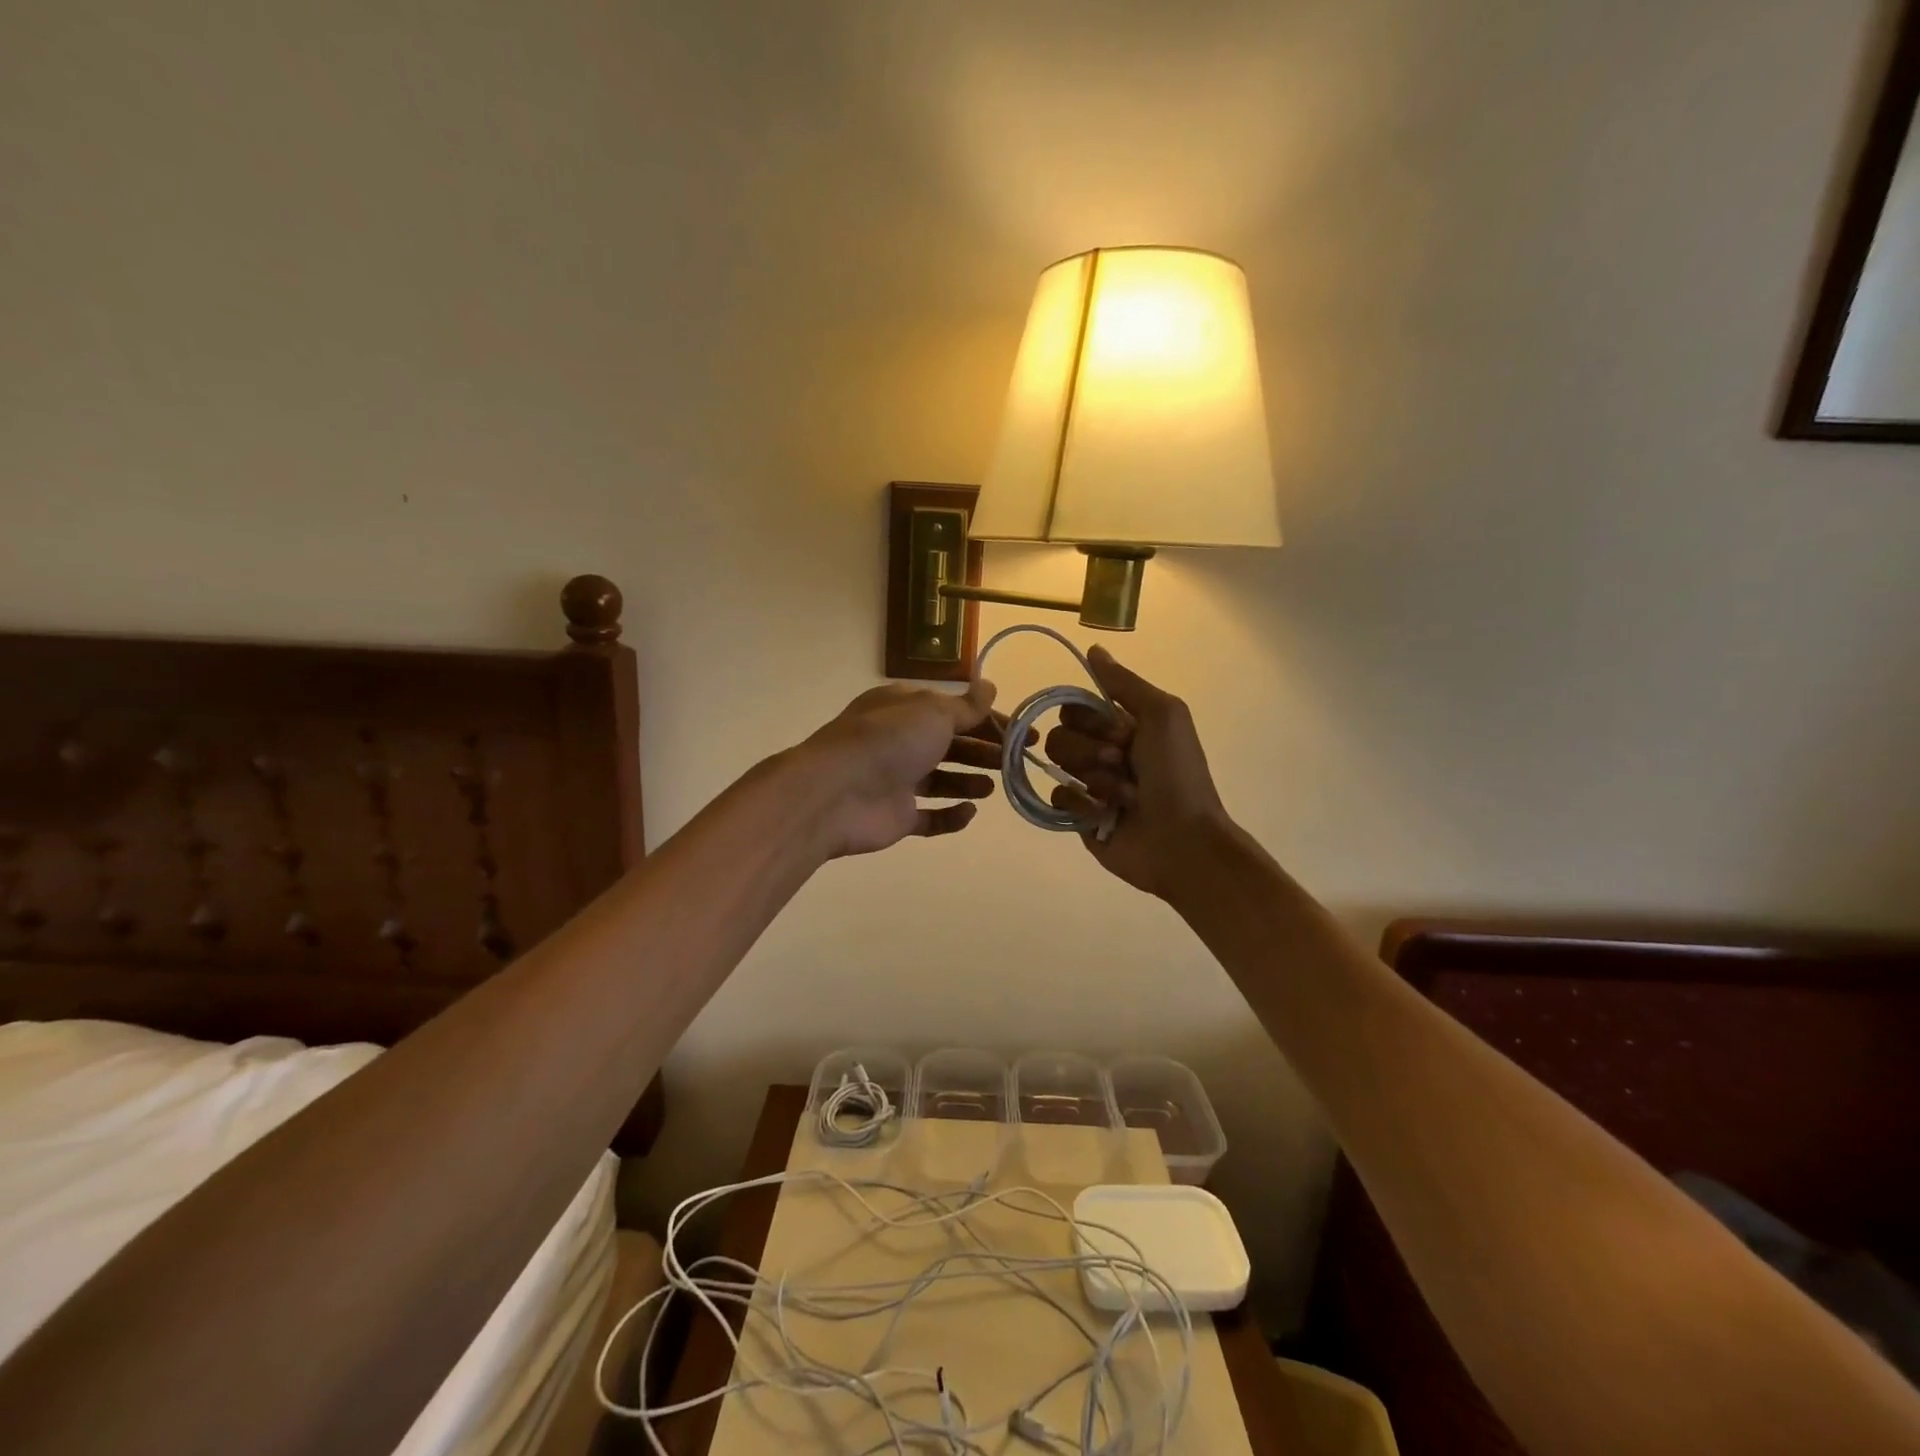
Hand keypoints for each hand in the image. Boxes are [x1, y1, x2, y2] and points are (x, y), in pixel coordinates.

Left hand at [800, 678, 1005, 857]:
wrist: (836, 793)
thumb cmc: (889, 741)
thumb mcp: (933, 712)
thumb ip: (966, 706)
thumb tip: (990, 686)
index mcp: (905, 708)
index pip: (955, 710)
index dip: (990, 720)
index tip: (1024, 733)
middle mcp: (899, 740)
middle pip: (950, 743)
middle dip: (984, 750)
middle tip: (1016, 760)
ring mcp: (896, 780)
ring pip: (941, 779)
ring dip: (969, 780)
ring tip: (994, 786)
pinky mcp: (895, 815)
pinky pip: (929, 817)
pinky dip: (950, 815)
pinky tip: (969, 812)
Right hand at [1042, 645, 1232, 897]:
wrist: (1183, 840)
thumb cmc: (1178, 775)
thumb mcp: (1163, 715)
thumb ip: (1124, 683)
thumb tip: (1093, 649)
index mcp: (1122, 725)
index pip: (1076, 706)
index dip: (1092, 719)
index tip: (1121, 733)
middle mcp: (1102, 750)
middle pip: (1061, 733)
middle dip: (1092, 750)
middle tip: (1123, 764)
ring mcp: (1089, 784)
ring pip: (1058, 764)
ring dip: (1094, 778)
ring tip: (1123, 796)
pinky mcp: (1078, 816)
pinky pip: (1056, 797)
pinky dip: (1080, 804)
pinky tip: (1104, 815)